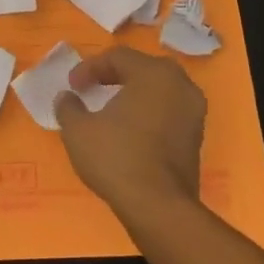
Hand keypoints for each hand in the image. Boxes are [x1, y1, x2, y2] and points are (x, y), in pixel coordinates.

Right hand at [54, 47, 204, 223]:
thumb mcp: (78, 129)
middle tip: (92, 88)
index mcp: (154, 74)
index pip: (118, 57)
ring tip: (109, 109)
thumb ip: (68, 106)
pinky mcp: (197, 137)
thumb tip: (67, 98)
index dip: (89, 68)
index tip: (72, 86)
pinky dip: (148, 113)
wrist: (159, 207)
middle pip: (142, 68)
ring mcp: (194, 112)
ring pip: (159, 90)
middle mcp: (180, 85)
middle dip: (114, 75)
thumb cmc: (117, 158)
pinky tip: (129, 130)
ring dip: (133, 94)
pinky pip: (168, 111)